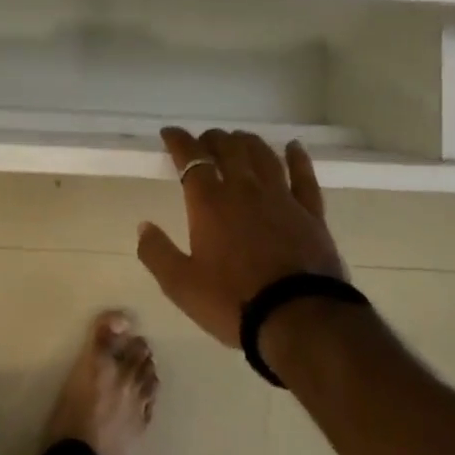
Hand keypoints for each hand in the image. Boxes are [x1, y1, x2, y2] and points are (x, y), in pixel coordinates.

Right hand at [136, 128, 348, 348]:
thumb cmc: (234, 302)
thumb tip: (143, 227)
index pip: (190, 158)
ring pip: (262, 155)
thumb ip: (157, 253)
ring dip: (247, 142)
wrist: (300, 320)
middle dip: (212, 139)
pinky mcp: (310, 213)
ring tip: (238, 140)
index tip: (169, 134)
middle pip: (228, 148)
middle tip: (204, 141)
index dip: (178, 141)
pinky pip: (304, 176)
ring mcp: (281, 198)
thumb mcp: (181, 285)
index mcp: (209, 202)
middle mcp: (244, 189)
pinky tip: (293, 147)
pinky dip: (297, 158)